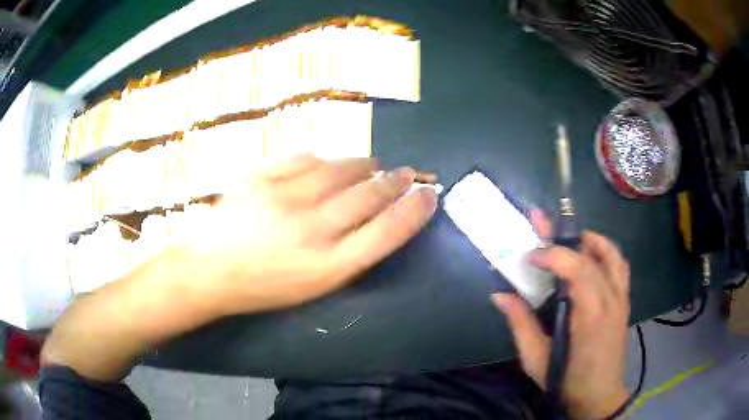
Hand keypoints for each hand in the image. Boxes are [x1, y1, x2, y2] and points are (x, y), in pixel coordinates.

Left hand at [180, 154, 437, 316]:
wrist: (206, 271)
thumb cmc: (260, 288)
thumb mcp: (310, 288)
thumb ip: (346, 256)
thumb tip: (373, 220)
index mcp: (328, 266)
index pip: (388, 231)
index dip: (415, 210)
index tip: (430, 195)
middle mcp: (313, 229)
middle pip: (370, 195)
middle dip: (397, 181)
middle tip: (408, 174)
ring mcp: (285, 197)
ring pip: (341, 169)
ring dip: (365, 165)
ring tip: (374, 165)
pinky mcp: (262, 177)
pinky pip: (305, 158)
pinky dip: (323, 159)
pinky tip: (326, 163)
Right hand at [492, 210, 630, 418]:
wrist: (599, 396)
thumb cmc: (567, 381)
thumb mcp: (536, 359)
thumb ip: (520, 324)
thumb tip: (500, 294)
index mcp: (590, 316)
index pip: (577, 269)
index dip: (552, 254)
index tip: (528, 255)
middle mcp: (611, 300)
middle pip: (592, 256)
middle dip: (563, 237)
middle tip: (539, 222)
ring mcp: (621, 299)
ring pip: (612, 254)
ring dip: (589, 240)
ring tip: (569, 236)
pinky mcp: (624, 301)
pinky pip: (619, 266)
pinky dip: (605, 252)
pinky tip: (591, 256)